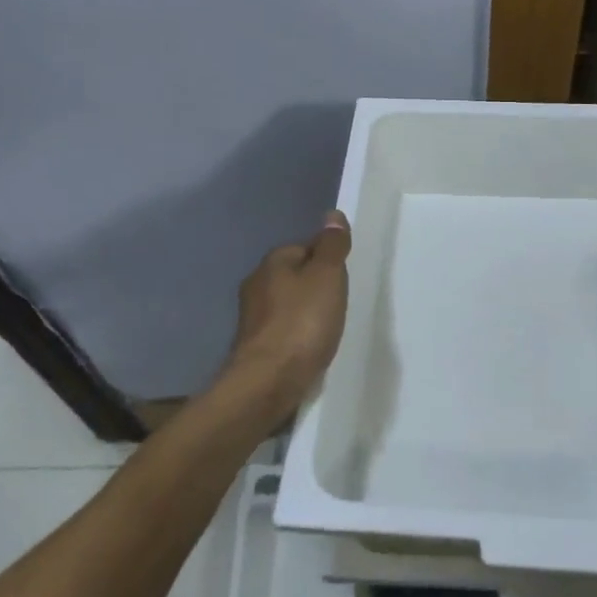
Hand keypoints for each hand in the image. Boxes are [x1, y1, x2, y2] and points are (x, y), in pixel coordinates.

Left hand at [220, 211, 352, 424]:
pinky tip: (310, 347)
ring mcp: (252, 319)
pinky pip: (283, 331)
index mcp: (272, 263)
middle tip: (339, 303)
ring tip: (328, 327)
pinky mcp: (254, 347)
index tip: (343, 278)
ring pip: (287, 304)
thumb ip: (332, 246)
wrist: (268, 382)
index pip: (304, 247)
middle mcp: (256, 285)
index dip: (326, 259)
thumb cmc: (302, 323)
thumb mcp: (327, 276)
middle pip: (294, 276)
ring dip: (305, 312)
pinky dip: (297, 335)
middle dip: (315, 286)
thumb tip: (333, 215)